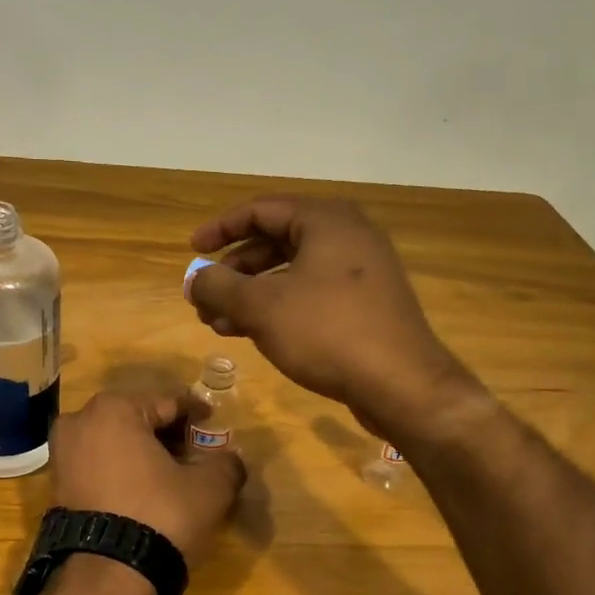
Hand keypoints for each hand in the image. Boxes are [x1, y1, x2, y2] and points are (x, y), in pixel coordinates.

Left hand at [49, 391, 245, 564]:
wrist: (107, 577)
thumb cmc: (160, 515)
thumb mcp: (208, 488)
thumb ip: (226, 464)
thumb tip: (233, 459)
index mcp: (114, 409)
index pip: (168, 403)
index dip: (196, 413)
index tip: (214, 422)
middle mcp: (80, 422)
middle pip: (138, 419)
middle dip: (167, 433)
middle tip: (196, 450)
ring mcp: (62, 454)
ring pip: (115, 443)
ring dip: (143, 453)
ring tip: (173, 473)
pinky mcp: (57, 486)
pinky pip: (98, 466)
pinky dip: (122, 471)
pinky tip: (145, 491)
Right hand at [187, 196, 476, 433]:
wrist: (402, 384)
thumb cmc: (327, 332)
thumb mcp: (262, 307)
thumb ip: (219, 287)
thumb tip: (193, 279)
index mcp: (326, 220)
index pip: (261, 210)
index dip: (220, 229)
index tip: (192, 250)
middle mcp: (347, 236)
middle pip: (275, 242)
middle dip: (234, 271)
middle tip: (205, 297)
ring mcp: (362, 271)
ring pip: (292, 273)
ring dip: (251, 295)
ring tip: (218, 323)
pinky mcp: (367, 304)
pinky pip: (312, 294)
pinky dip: (279, 307)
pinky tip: (252, 334)